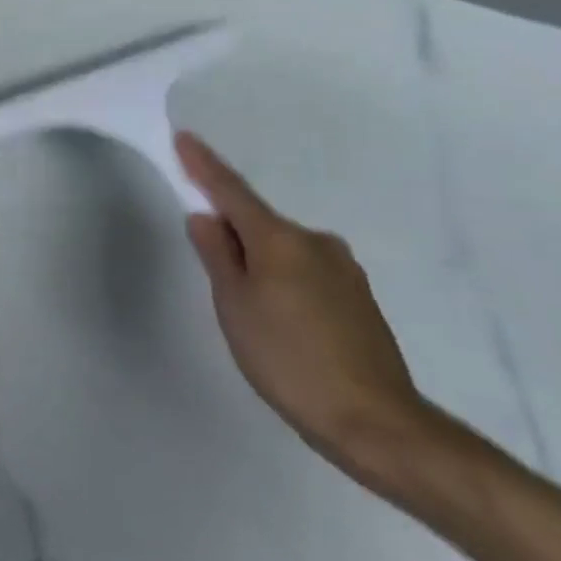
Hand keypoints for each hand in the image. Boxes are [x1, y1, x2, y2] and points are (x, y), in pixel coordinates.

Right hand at [176, 131, 433, 480]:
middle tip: (213, 270)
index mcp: (281, 240)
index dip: (204, 166)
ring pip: (283, 250)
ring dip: (258, 261)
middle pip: (259, 223)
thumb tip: (206, 217)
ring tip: (247, 308)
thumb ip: (217, 255)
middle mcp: (317, 243)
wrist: (375, 423)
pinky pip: (305, 271)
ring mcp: (344, 270)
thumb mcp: (234, 305)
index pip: (231, 191)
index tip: (184, 138)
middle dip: (231, 232)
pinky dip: (282, 279)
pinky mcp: (359, 298)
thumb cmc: (288, 359)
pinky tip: (279, 319)